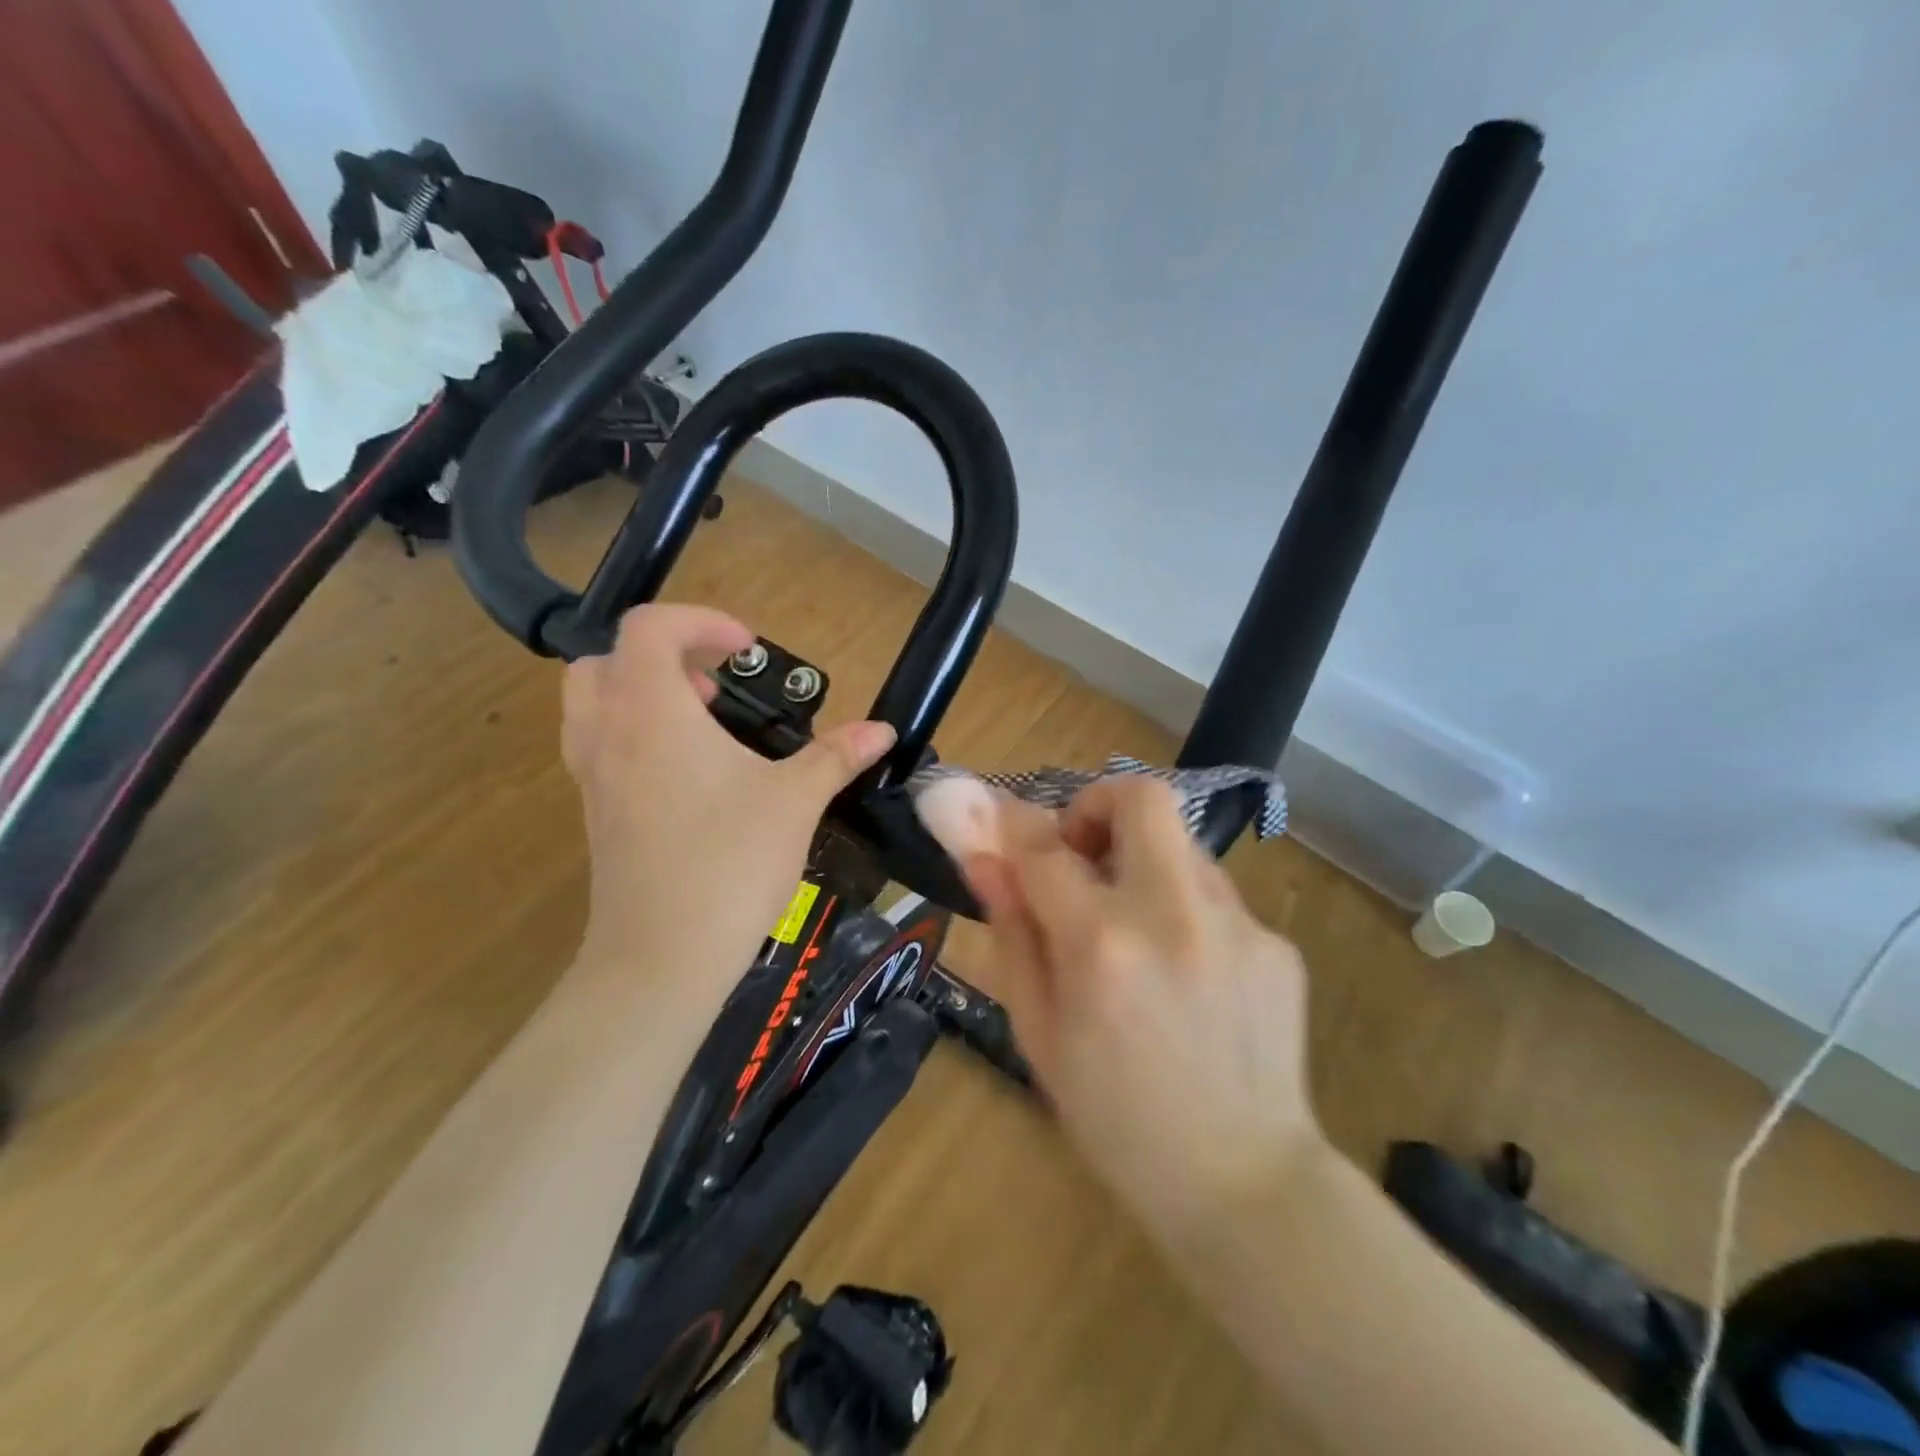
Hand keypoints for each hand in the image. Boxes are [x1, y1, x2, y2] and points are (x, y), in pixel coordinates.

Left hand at [562, 605, 894, 999]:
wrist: (661, 958)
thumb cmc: (729, 863)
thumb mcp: (794, 801)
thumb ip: (835, 756)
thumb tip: (883, 730)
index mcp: (651, 711)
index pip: (649, 628)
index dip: (700, 622)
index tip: (748, 650)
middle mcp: (608, 732)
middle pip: (607, 660)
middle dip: (663, 657)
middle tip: (715, 687)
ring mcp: (592, 776)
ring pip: (593, 704)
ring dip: (643, 695)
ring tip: (702, 726)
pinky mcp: (595, 814)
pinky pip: (600, 747)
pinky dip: (636, 736)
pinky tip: (691, 778)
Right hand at [962, 778, 1319, 1243]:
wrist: (1245, 1186)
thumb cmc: (1115, 1120)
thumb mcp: (1038, 1033)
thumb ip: (1012, 932)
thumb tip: (984, 859)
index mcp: (1102, 945)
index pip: (1044, 845)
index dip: (1010, 819)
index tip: (997, 815)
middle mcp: (1174, 914)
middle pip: (1141, 797)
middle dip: (1098, 805)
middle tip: (1082, 852)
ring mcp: (1238, 924)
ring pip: (1180, 843)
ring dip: (1142, 862)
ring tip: (1133, 930)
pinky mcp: (1278, 943)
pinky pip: (1214, 895)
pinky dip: (1182, 909)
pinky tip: (1184, 975)